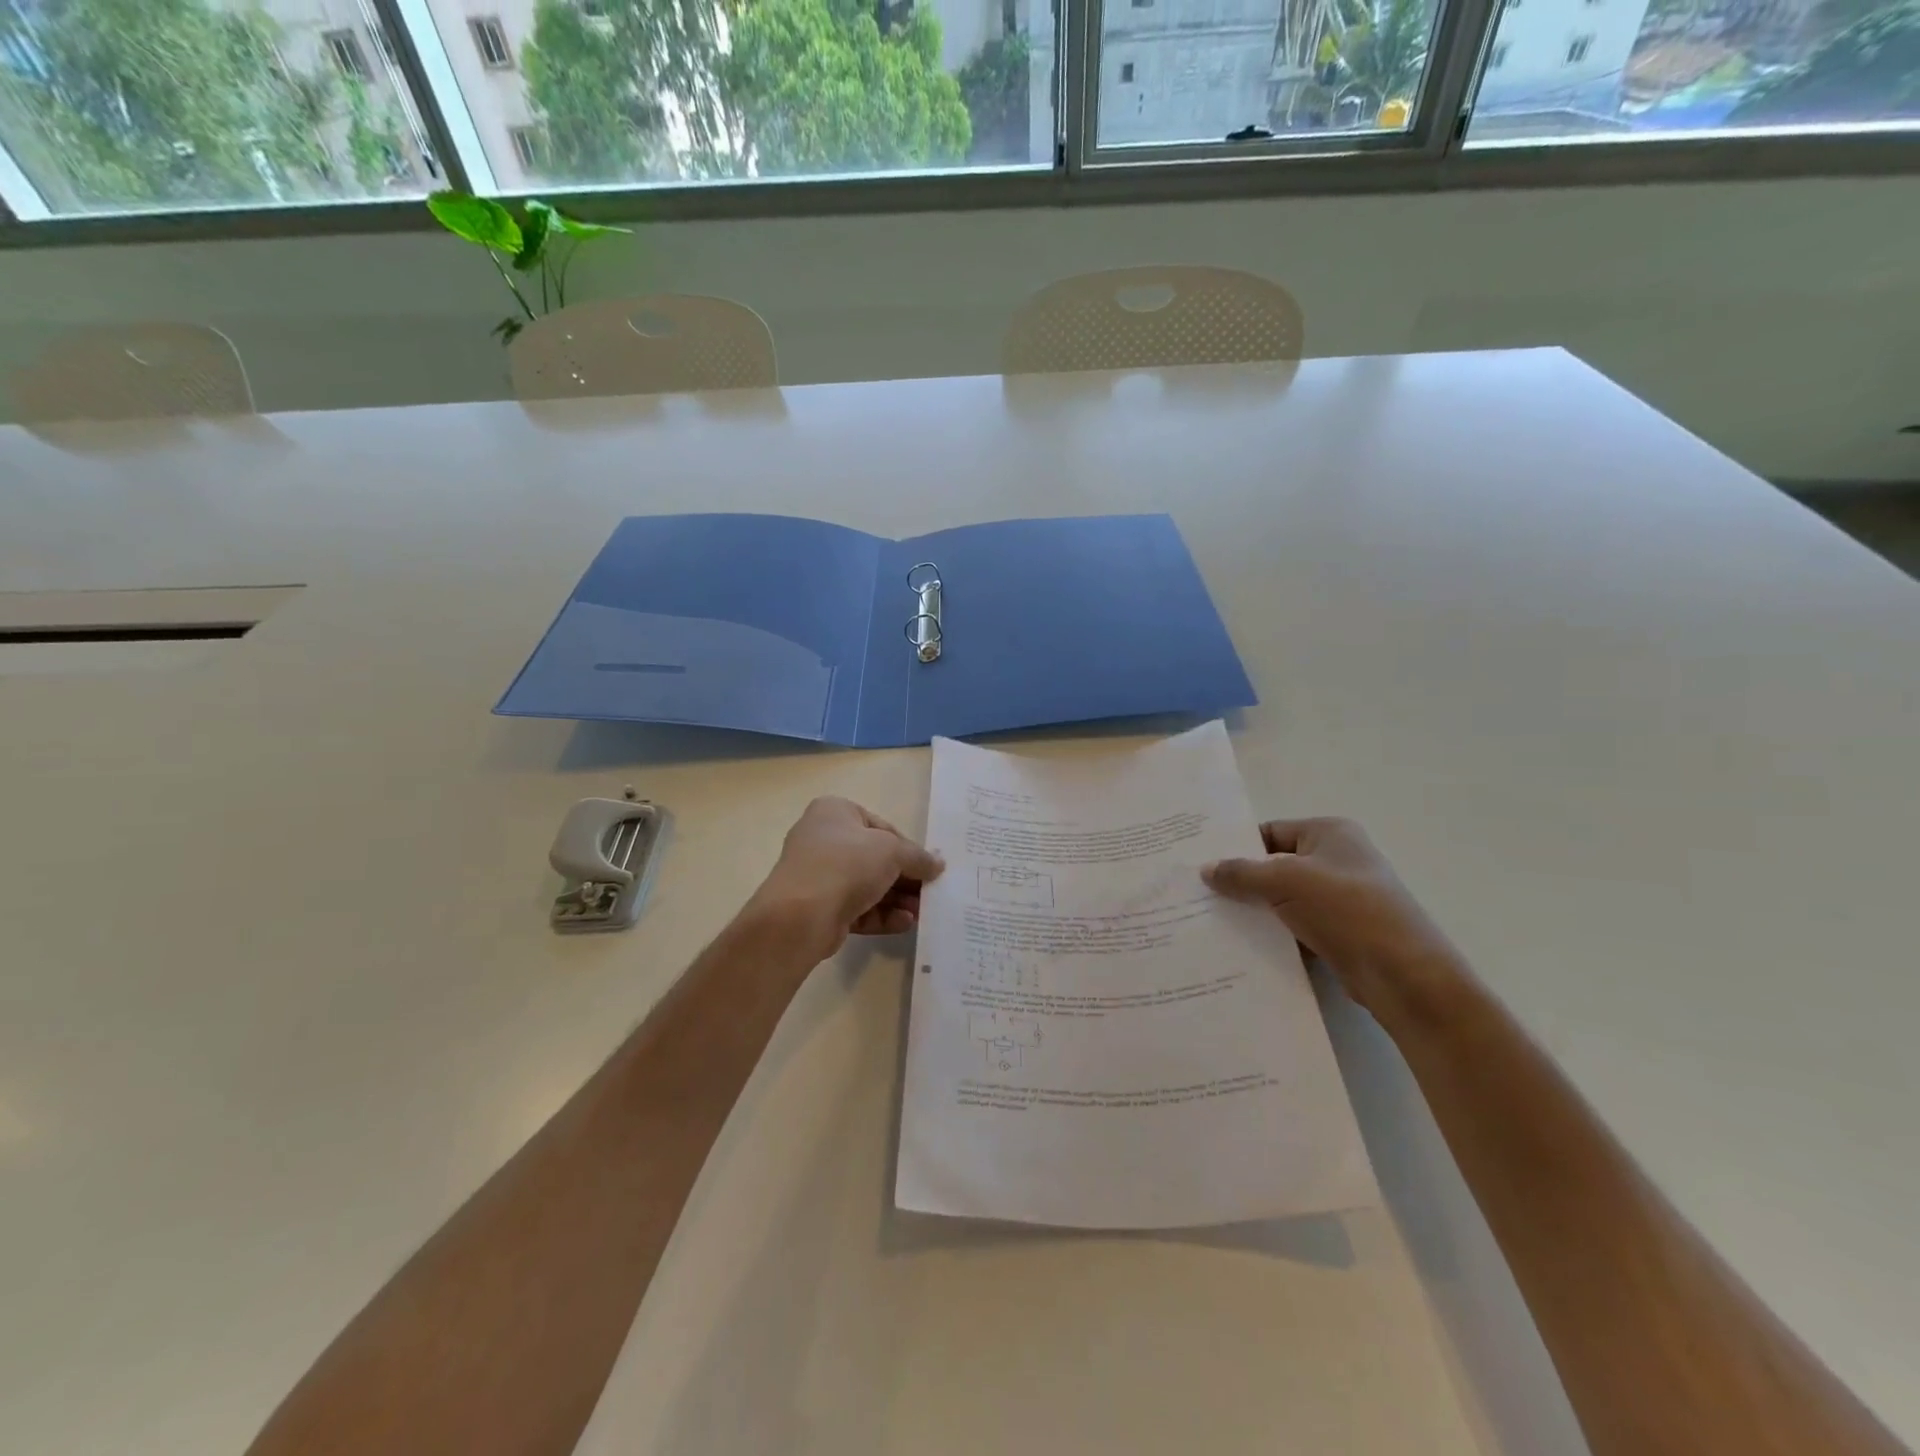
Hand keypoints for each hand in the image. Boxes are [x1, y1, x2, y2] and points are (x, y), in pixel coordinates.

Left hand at [746, 797, 944, 961]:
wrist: (801, 915)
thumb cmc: (847, 864)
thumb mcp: (892, 851)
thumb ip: (918, 857)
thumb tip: (937, 864)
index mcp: (834, 812)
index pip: (881, 827)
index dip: (908, 847)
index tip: (928, 867)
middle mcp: (823, 839)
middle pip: (874, 859)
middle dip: (905, 878)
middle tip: (930, 893)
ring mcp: (818, 876)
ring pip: (866, 886)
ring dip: (897, 899)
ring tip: (922, 913)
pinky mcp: (819, 908)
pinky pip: (856, 908)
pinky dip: (881, 915)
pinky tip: (904, 923)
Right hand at [1203, 818, 1467, 1020]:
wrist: (1404, 975)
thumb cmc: (1347, 909)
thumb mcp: (1285, 881)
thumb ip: (1241, 873)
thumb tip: (1206, 869)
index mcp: (1330, 833)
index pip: (1270, 832)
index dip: (1236, 846)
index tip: (1200, 863)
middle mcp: (1337, 859)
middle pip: (1274, 865)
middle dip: (1240, 881)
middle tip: (1197, 893)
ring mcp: (1340, 898)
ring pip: (1282, 899)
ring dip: (1254, 910)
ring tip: (1208, 919)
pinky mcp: (1339, 933)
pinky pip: (1294, 926)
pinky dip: (1272, 934)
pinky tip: (1239, 944)